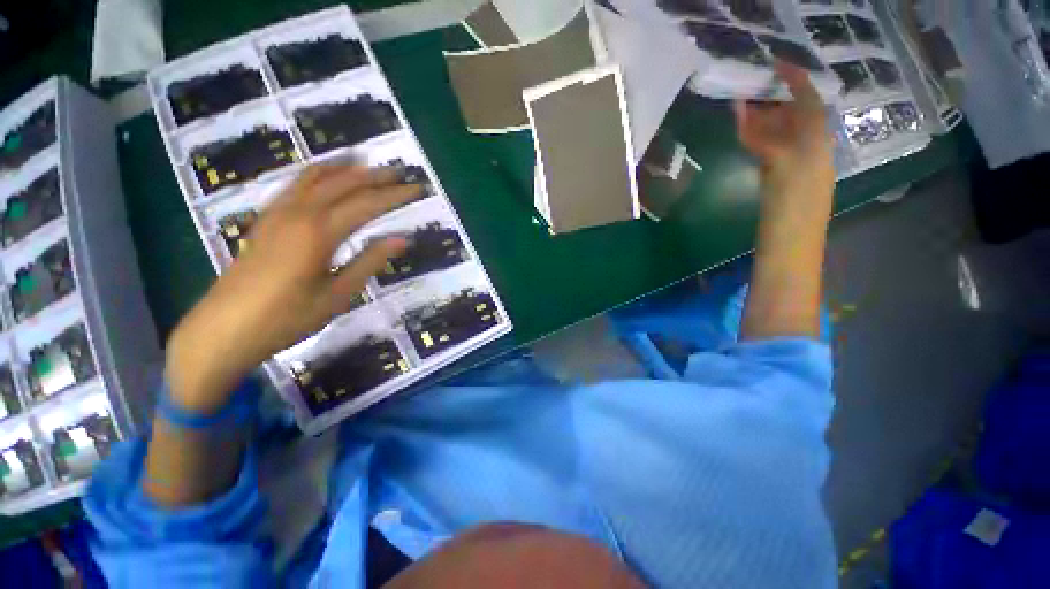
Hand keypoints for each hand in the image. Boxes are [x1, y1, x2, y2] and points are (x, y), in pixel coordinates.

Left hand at [166, 165, 420, 411]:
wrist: (224, 329)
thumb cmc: (287, 317)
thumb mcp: (338, 294)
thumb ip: (370, 262)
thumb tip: (402, 240)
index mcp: (319, 233)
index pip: (367, 204)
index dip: (395, 195)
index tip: (417, 189)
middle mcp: (298, 214)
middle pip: (342, 183)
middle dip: (374, 175)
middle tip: (399, 172)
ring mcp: (277, 213)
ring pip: (314, 176)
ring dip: (344, 168)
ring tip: (366, 163)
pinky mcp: (265, 219)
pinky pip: (294, 185)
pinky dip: (316, 174)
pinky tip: (325, 177)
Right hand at [734, 61, 834, 208]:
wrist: (790, 248)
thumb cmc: (792, 212)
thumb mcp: (784, 171)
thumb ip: (764, 141)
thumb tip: (743, 112)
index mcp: (816, 143)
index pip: (809, 102)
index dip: (795, 80)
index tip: (775, 64)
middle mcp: (808, 148)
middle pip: (792, 115)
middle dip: (772, 99)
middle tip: (749, 88)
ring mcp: (792, 165)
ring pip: (778, 133)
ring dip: (760, 119)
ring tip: (741, 109)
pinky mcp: (778, 180)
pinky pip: (768, 151)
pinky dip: (754, 140)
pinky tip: (744, 136)